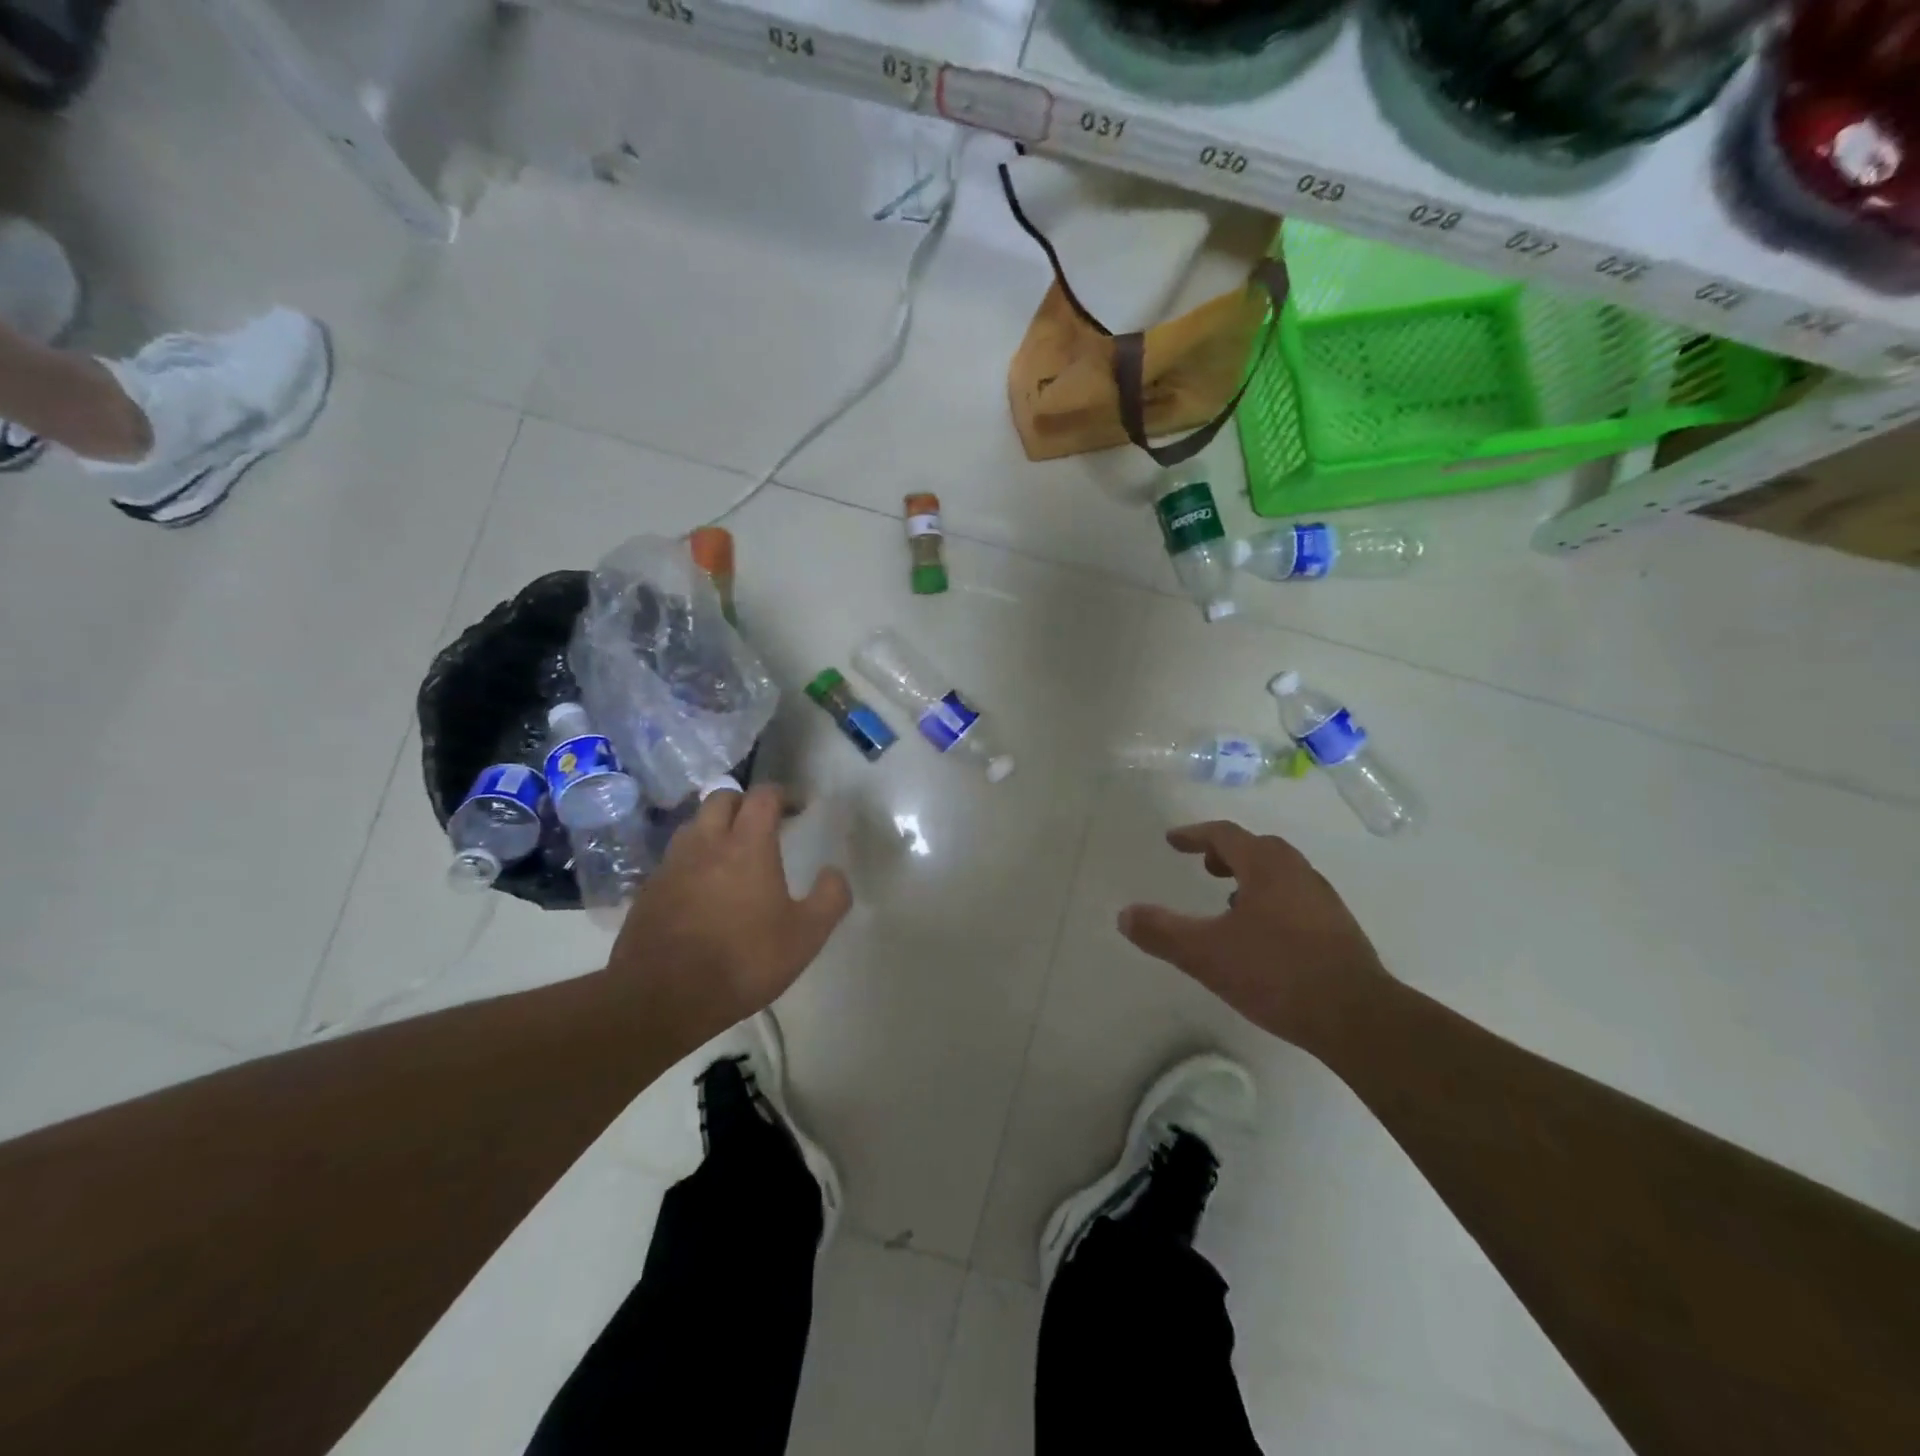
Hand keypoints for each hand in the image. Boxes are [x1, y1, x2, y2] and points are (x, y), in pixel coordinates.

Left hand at [607, 785, 850, 1049]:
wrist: (663, 998)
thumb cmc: (743, 961)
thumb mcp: (806, 936)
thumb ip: (830, 898)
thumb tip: (834, 872)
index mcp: (747, 844)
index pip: (763, 796)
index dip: (783, 795)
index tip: (797, 809)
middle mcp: (706, 843)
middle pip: (722, 798)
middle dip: (745, 803)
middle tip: (763, 825)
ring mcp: (671, 865)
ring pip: (693, 825)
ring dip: (714, 828)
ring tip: (731, 853)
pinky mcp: (648, 890)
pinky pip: (674, 859)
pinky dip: (692, 860)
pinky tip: (702, 889)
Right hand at [1119, 820, 1391, 1052]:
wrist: (1356, 1017)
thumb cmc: (1276, 973)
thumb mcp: (1205, 954)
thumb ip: (1162, 932)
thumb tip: (1124, 915)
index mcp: (1267, 867)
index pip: (1226, 835)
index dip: (1195, 835)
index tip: (1173, 841)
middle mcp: (1298, 873)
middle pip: (1258, 848)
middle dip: (1227, 853)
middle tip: (1204, 866)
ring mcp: (1323, 901)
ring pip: (1280, 874)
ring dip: (1251, 876)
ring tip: (1229, 900)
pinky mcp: (1338, 930)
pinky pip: (1296, 898)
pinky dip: (1271, 900)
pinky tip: (1262, 934)